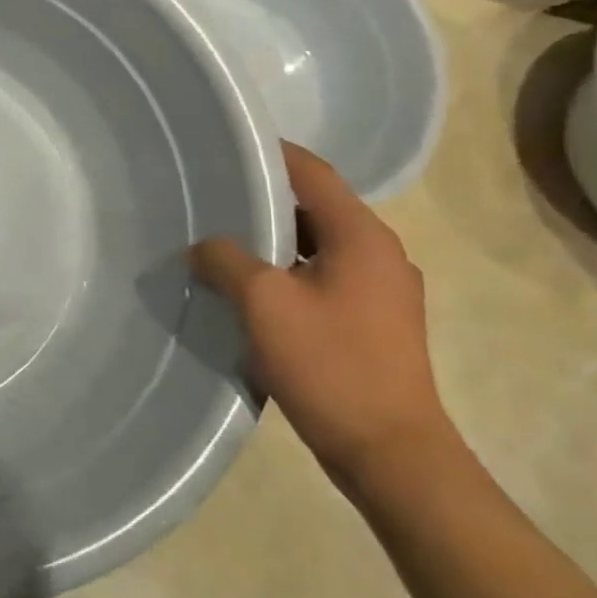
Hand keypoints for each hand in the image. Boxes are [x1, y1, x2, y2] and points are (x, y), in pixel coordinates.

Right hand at [192, 143, 451, 493]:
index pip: (314, 174)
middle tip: (212, 195)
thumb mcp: (263, 303)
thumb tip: (205, 246)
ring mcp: (382, 291)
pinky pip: (323, 276)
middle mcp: (381, 254)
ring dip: (273, 239)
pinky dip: (287, 269)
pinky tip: (250, 288)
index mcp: (363, 237)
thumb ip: (227, 260)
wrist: (390, 452)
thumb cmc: (330, 364)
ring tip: (221, 240)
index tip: (227, 145)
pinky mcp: (374, 322)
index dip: (273, 153)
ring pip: (318, 244)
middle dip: (264, 198)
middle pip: (316, 207)